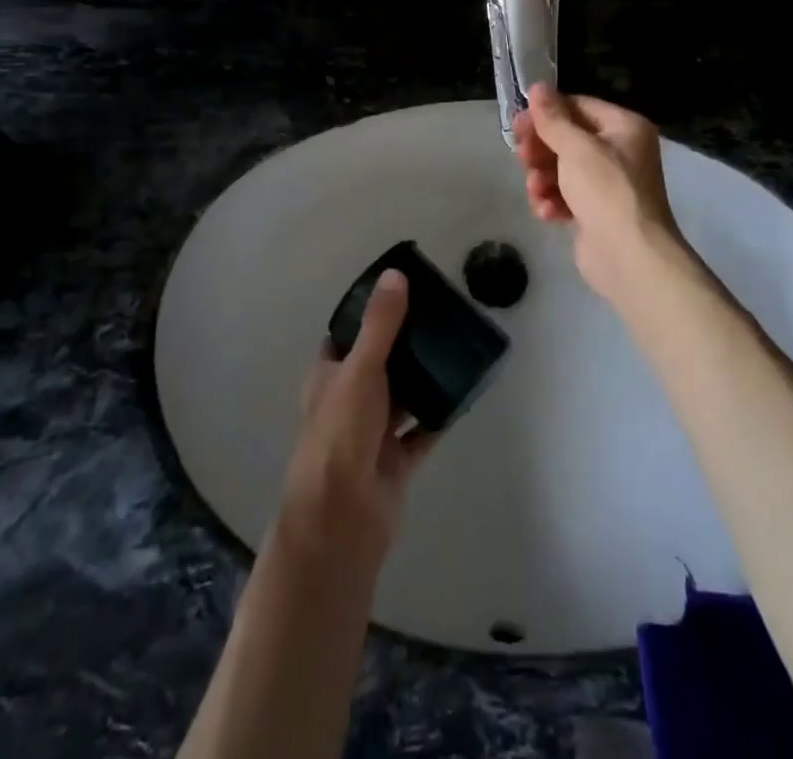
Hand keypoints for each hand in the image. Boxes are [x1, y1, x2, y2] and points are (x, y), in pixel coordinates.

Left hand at [277, 270, 434, 569]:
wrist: (343, 518)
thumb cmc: (341, 433)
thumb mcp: (360, 369)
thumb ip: (380, 325)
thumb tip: (395, 274)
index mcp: (328, 376)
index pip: (347, 335)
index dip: (369, 314)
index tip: (402, 291)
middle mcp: (348, 401)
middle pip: (378, 363)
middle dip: (404, 343)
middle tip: (439, 315)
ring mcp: (372, 432)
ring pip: (402, 395)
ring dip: (423, 376)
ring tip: (456, 345)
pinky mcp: (396, 460)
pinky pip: (423, 430)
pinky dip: (440, 414)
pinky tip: (463, 392)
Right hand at [512, 84, 683, 301]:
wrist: (630, 257)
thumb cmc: (606, 192)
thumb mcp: (576, 148)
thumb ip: (553, 118)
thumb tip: (538, 86)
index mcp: (624, 127)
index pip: (578, 106)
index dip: (546, 113)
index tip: (518, 125)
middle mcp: (620, 151)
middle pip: (568, 138)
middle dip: (542, 150)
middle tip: (522, 157)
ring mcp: (609, 183)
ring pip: (562, 168)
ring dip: (543, 178)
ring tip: (536, 190)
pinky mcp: (596, 211)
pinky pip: (566, 195)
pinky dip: (553, 200)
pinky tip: (547, 211)